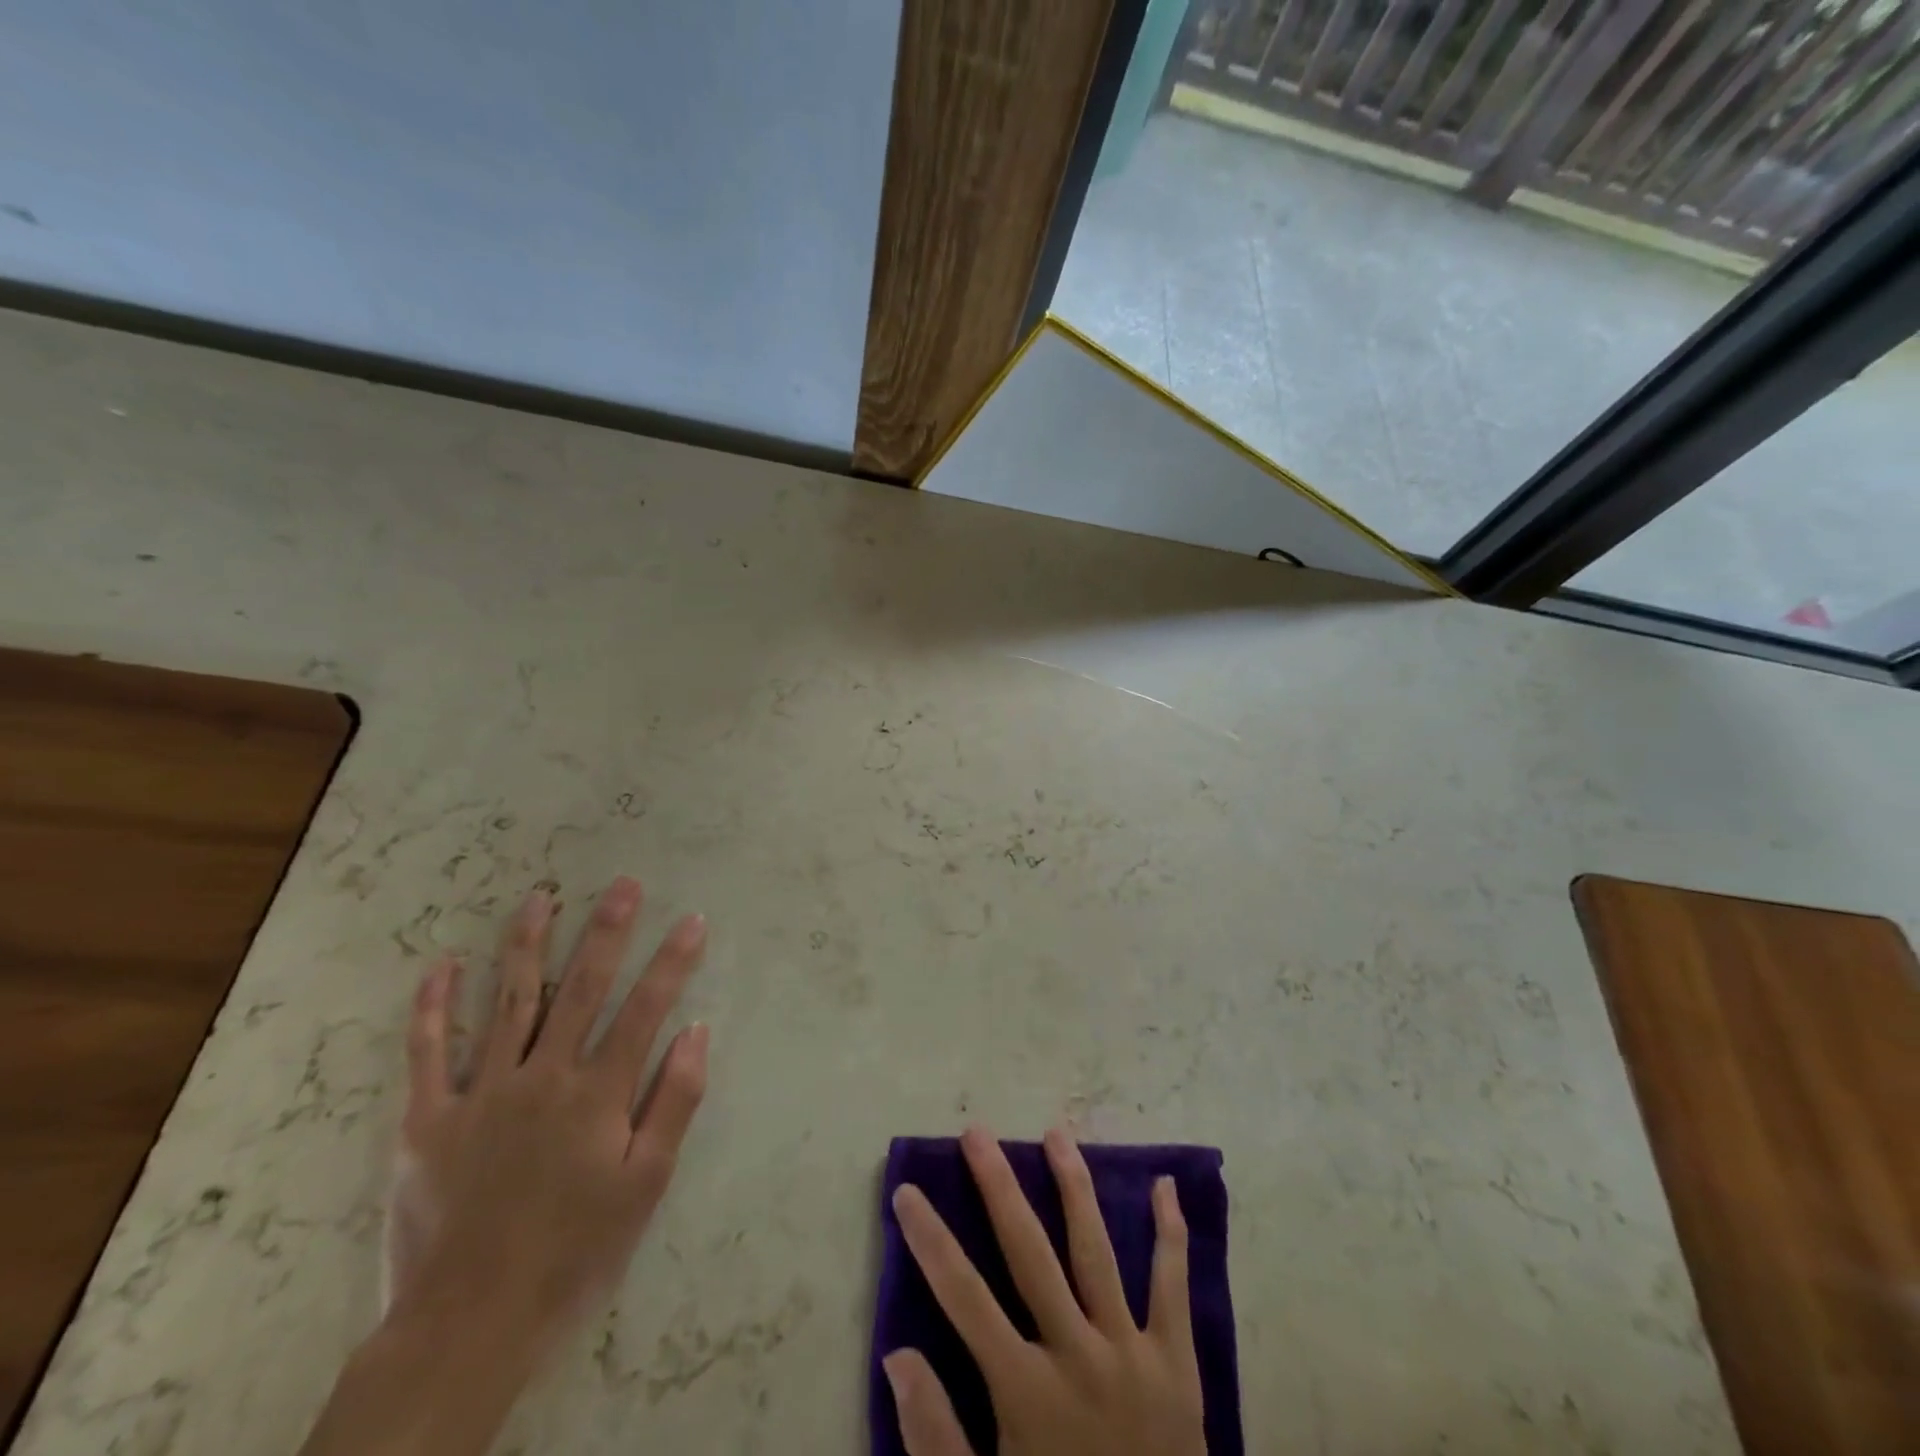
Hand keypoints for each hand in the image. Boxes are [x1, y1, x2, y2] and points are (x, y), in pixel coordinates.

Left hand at [301, 877, 708, 1455]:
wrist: (466, 1329)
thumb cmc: (573, 1254)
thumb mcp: (645, 1187)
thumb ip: (674, 1103)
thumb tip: (697, 1031)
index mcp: (596, 1096)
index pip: (645, 1010)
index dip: (672, 962)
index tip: (692, 919)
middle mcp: (542, 1079)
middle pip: (580, 989)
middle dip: (607, 930)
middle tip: (623, 883)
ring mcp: (479, 1094)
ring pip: (507, 1002)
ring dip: (526, 945)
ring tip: (540, 897)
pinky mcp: (426, 1120)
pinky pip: (427, 1053)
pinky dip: (433, 1007)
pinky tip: (442, 965)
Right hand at [884, 1126, 1206, 1455]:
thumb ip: (936, 1436)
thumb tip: (897, 1356)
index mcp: (1026, 1392)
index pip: (964, 1297)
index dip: (931, 1241)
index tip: (907, 1191)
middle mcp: (1077, 1355)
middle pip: (1029, 1252)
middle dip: (998, 1187)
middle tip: (977, 1133)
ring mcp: (1130, 1352)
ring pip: (1096, 1251)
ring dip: (1074, 1186)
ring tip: (1056, 1133)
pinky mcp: (1176, 1362)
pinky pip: (1173, 1287)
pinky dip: (1172, 1234)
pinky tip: (1166, 1184)